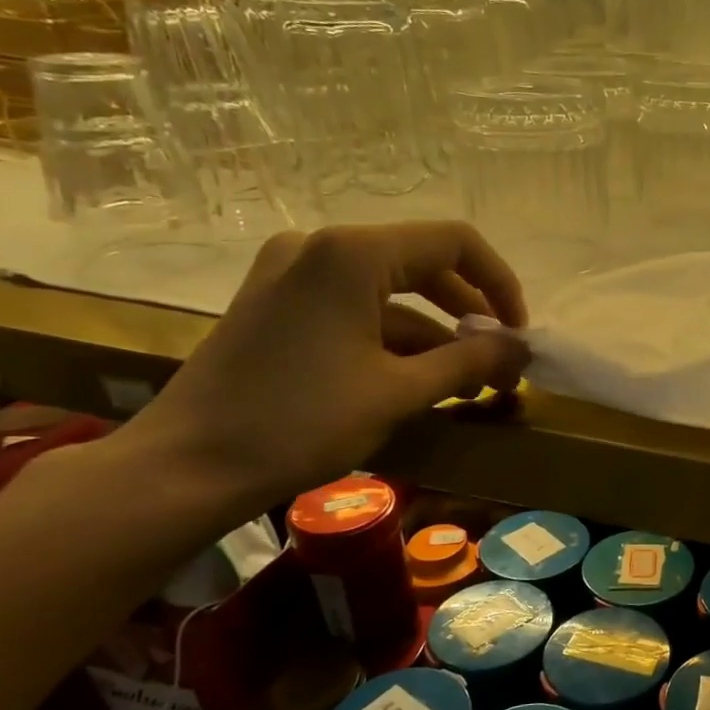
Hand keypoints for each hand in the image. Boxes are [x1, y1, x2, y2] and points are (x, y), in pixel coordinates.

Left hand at [121, 222, 531, 515]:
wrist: (187, 467)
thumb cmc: (300, 422)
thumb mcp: (399, 391)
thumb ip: (470, 361)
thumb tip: (523, 348)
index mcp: (353, 254)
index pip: (454, 243)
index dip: (500, 284)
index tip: (519, 333)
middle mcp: (321, 248)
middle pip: (423, 264)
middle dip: (470, 314)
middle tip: (500, 362)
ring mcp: (292, 274)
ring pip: (389, 292)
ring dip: (434, 335)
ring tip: (468, 384)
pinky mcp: (276, 305)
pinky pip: (354, 309)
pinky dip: (392, 340)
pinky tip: (417, 382)